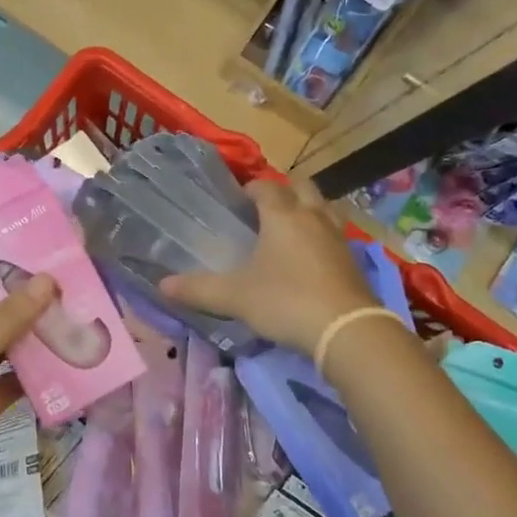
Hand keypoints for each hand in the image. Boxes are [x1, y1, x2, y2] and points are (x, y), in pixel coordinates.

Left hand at [0, 271, 56, 507]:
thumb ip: (8, 316)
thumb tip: (47, 280)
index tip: (36, 261)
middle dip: (24, 306)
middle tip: (67, 290)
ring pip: (5, 349)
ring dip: (33, 340)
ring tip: (74, 321)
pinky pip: (12, 384)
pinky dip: (34, 378)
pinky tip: (66, 367)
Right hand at [159, 178, 375, 355]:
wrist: (346, 329)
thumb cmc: (285, 301)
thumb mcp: (235, 297)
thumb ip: (198, 289)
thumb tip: (161, 284)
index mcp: (282, 216)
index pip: (266, 188)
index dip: (251, 189)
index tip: (238, 200)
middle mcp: (312, 217)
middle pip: (302, 187)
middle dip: (285, 191)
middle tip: (267, 210)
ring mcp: (338, 237)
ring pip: (325, 207)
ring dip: (309, 209)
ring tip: (292, 229)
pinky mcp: (354, 260)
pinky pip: (337, 234)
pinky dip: (324, 236)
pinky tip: (313, 258)